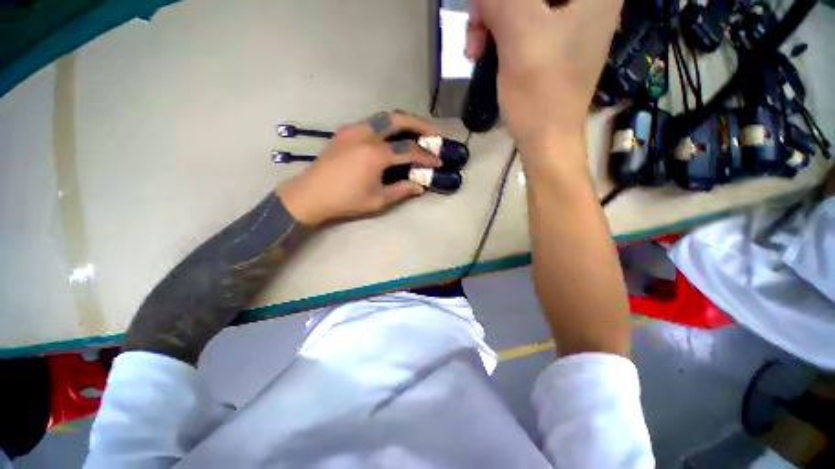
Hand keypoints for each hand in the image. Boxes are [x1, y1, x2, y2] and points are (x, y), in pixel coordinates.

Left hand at [277, 111, 442, 225]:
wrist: (311, 195)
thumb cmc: (345, 201)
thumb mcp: (377, 200)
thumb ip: (401, 190)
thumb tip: (419, 186)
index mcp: (375, 154)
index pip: (409, 150)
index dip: (426, 156)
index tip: (438, 161)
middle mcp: (365, 135)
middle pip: (399, 119)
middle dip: (420, 125)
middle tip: (434, 134)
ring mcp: (353, 130)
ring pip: (385, 116)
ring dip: (404, 122)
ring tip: (417, 131)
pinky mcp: (345, 131)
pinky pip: (372, 122)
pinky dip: (388, 125)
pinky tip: (393, 135)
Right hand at [466, 0, 622, 154]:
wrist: (547, 140)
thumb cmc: (540, 94)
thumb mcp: (520, 37)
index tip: (486, 13)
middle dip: (495, 6)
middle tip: (476, 29)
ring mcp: (570, 18)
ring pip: (521, 6)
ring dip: (492, 20)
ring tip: (475, 50)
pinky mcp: (554, 38)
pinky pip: (521, 21)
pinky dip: (499, 32)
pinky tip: (485, 51)